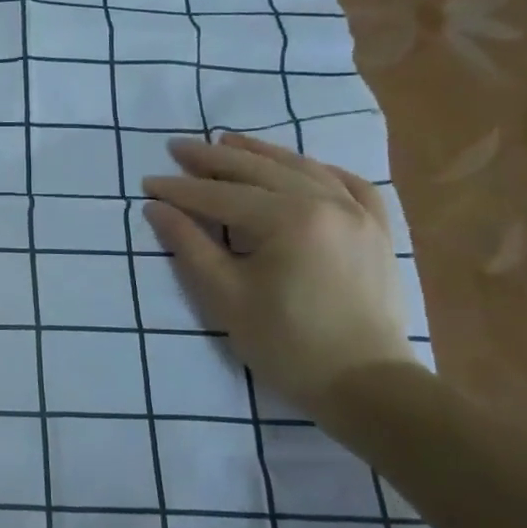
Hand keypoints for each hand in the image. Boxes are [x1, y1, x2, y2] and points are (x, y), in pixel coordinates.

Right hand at [143, 132, 414, 407]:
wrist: (365, 386)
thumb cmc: (286, 345)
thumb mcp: (225, 297)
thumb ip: (189, 245)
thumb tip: (156, 208)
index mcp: (288, 220)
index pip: (220, 195)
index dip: (180, 189)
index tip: (148, 183)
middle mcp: (326, 203)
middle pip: (259, 170)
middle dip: (213, 159)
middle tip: (178, 148)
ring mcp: (359, 213)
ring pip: (302, 167)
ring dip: (259, 153)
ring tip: (226, 141)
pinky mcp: (378, 230)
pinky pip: (351, 184)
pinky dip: (320, 169)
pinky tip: (301, 166)